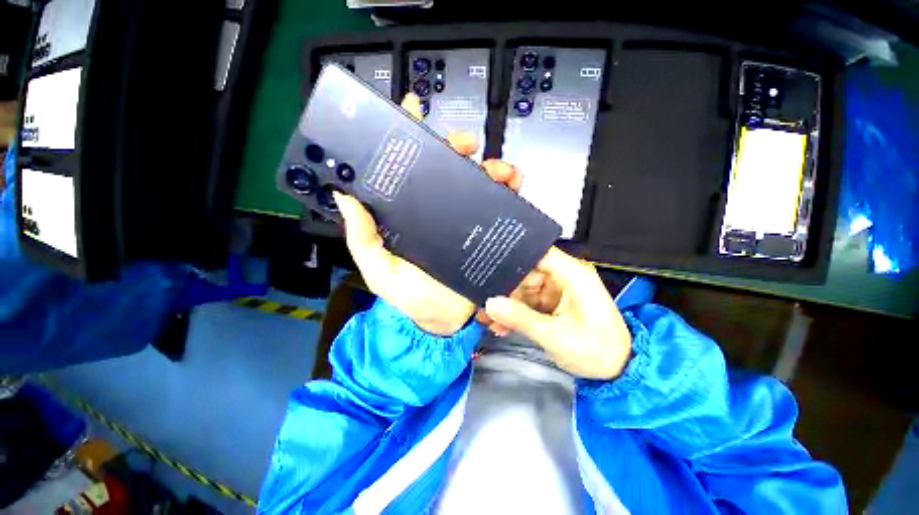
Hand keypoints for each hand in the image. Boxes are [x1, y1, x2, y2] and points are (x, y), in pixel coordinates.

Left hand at [334, 93, 515, 335]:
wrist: (445, 320)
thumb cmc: (411, 297)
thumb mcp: (380, 270)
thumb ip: (362, 238)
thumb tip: (345, 196)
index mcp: (410, 213)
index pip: (408, 168)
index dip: (409, 135)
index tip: (413, 110)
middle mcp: (436, 210)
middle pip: (448, 168)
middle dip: (458, 148)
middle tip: (467, 146)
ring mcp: (463, 220)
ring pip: (478, 183)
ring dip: (491, 169)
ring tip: (501, 170)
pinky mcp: (485, 232)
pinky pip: (499, 207)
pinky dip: (509, 192)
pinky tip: (514, 186)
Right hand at [483, 247, 633, 379]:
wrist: (619, 369)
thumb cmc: (596, 351)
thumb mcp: (556, 336)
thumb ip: (521, 318)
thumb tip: (490, 303)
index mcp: (572, 274)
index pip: (536, 253)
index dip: (511, 257)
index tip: (487, 267)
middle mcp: (563, 276)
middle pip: (525, 272)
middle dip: (504, 289)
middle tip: (483, 304)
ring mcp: (557, 290)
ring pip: (523, 288)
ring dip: (507, 304)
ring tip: (488, 320)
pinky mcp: (552, 302)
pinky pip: (528, 301)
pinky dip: (515, 312)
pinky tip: (501, 325)